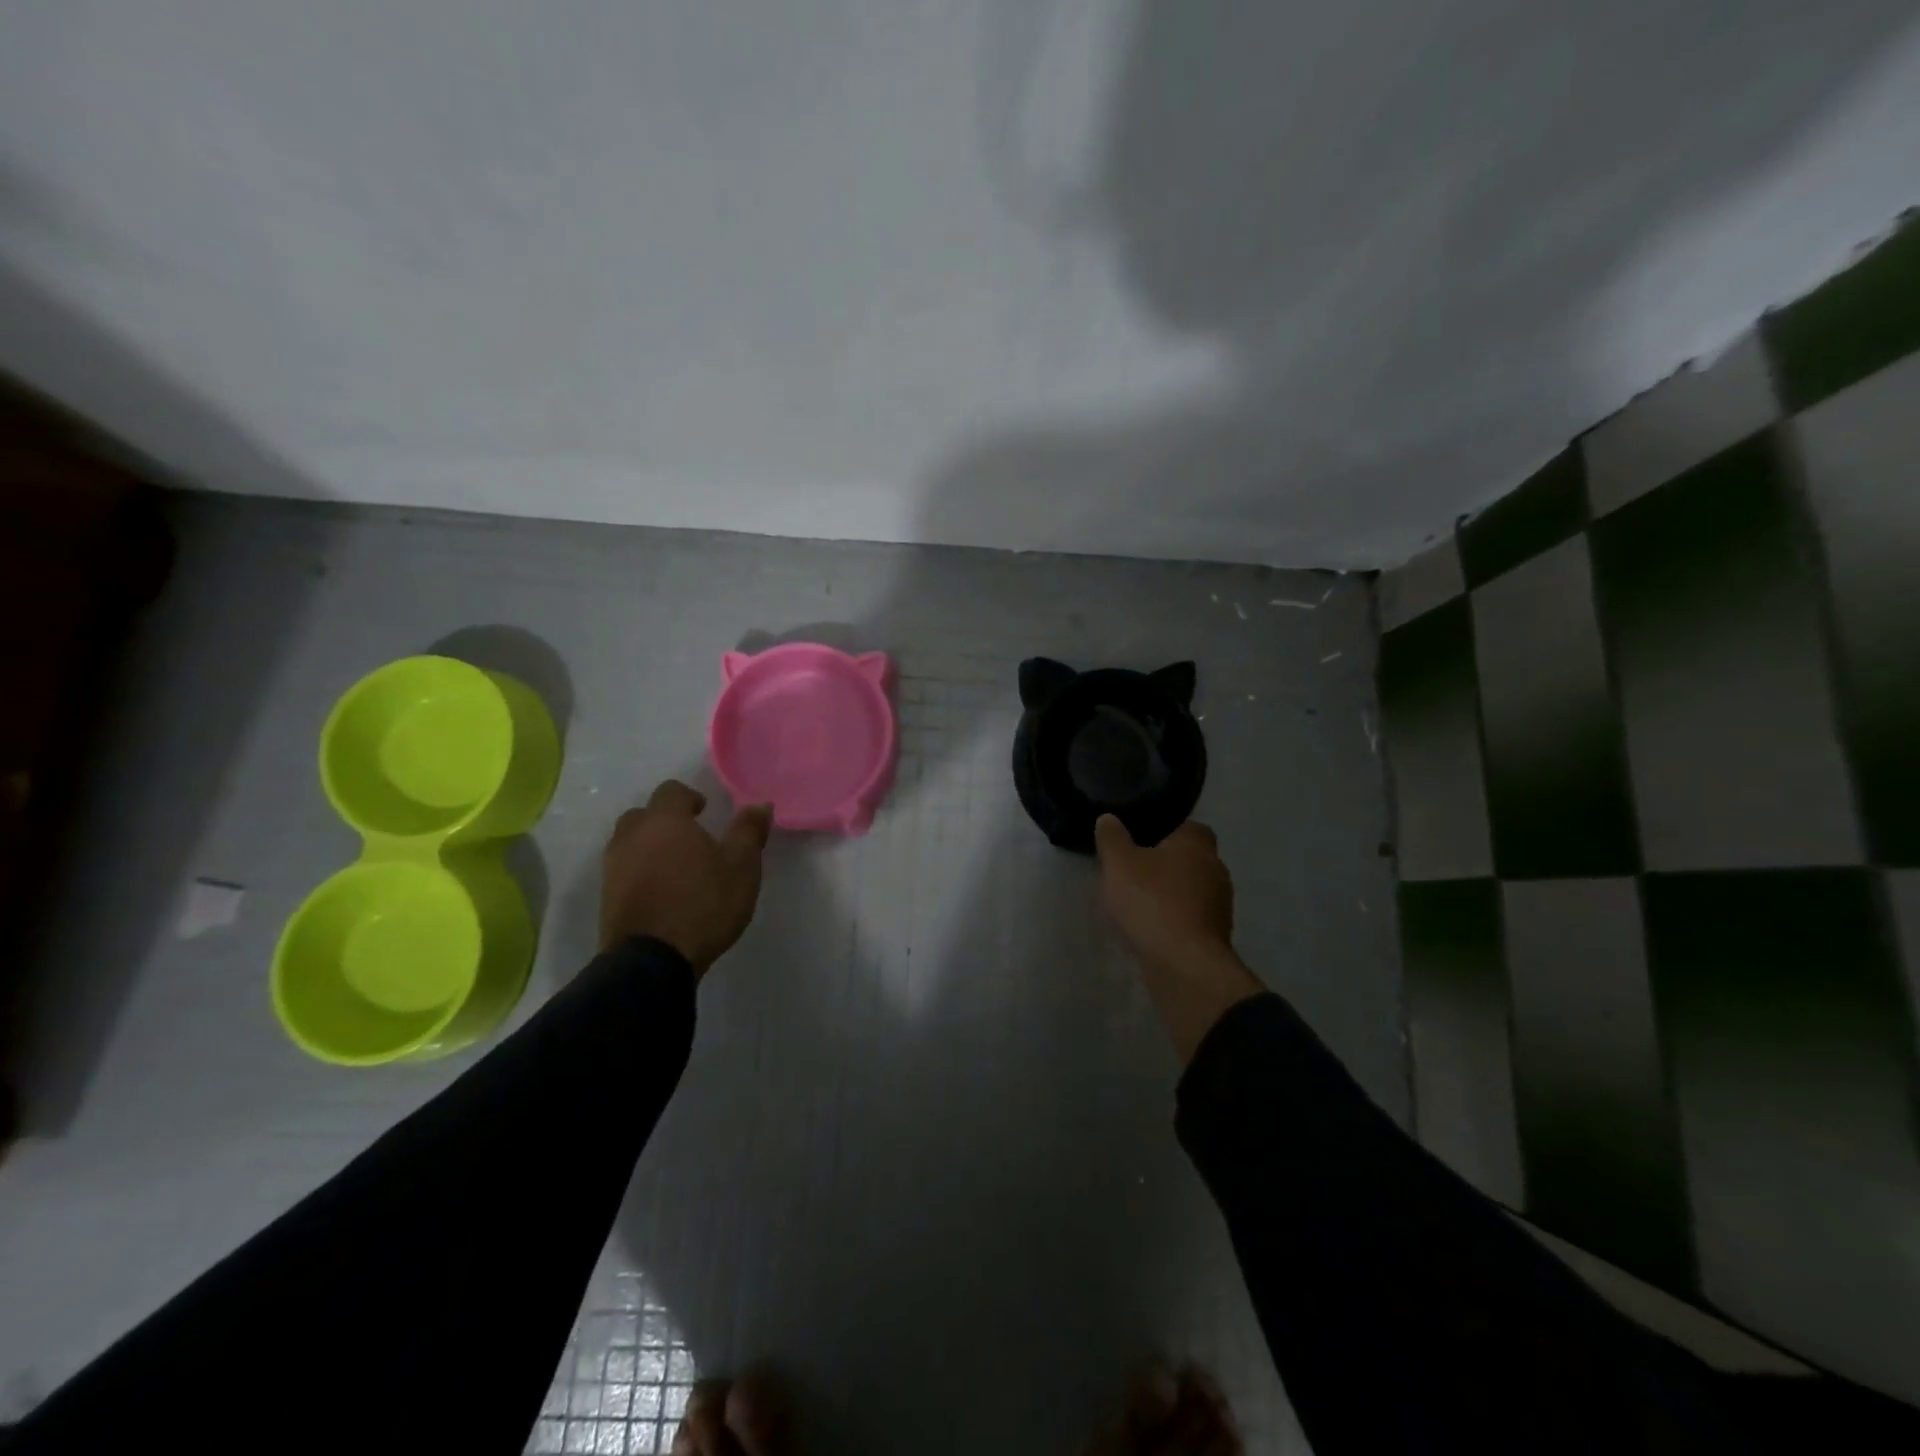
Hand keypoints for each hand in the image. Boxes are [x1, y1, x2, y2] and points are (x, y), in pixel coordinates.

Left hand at [600, 780, 772, 973]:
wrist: (651, 961)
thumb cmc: (702, 904)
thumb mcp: (741, 867)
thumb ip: (749, 831)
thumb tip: (760, 804)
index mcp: (665, 821)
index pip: (670, 791)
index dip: (688, 797)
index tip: (704, 812)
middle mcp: (632, 837)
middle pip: (643, 815)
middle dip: (664, 821)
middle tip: (689, 838)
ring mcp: (614, 868)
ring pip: (629, 843)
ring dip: (649, 847)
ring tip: (675, 866)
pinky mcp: (606, 898)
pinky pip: (623, 871)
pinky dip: (640, 873)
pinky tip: (661, 891)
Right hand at [1095, 816, 1233, 968]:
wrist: (1183, 963)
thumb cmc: (1151, 901)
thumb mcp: (1118, 863)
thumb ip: (1112, 838)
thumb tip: (1109, 818)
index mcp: (1197, 843)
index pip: (1186, 826)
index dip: (1164, 831)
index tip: (1139, 840)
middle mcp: (1216, 868)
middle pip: (1188, 858)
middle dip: (1165, 864)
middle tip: (1133, 871)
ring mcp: (1220, 905)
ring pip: (1190, 889)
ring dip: (1169, 894)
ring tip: (1138, 902)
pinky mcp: (1215, 935)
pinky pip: (1190, 917)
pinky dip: (1173, 919)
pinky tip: (1150, 927)